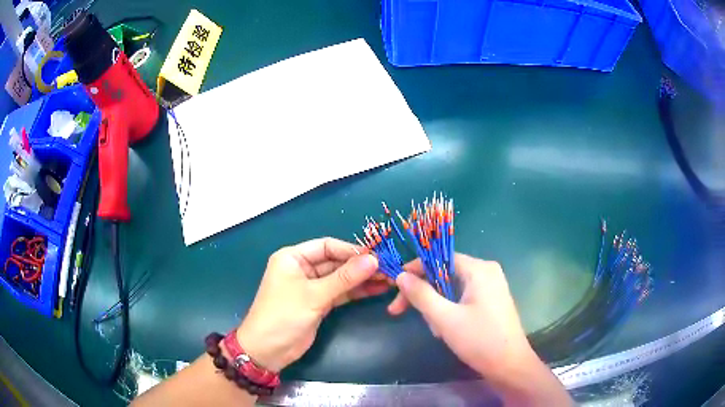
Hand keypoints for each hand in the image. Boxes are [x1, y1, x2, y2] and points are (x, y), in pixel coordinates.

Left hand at [235, 238, 388, 371]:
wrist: (268, 350)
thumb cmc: (284, 315)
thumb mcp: (314, 295)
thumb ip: (344, 278)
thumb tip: (374, 260)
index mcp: (293, 257)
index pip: (327, 246)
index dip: (351, 250)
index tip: (376, 257)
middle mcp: (302, 268)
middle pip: (336, 262)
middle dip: (360, 266)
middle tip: (388, 269)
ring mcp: (311, 287)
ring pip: (340, 278)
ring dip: (362, 279)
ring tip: (388, 280)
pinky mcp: (318, 303)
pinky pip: (340, 293)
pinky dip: (356, 292)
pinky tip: (376, 290)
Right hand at [388, 254, 536, 382]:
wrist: (509, 365)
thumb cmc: (479, 340)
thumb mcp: (444, 318)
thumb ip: (421, 295)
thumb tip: (400, 276)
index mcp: (479, 269)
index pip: (439, 258)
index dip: (414, 270)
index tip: (394, 287)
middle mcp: (486, 272)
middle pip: (444, 274)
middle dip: (423, 295)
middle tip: (398, 312)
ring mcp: (491, 287)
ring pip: (451, 289)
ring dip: (436, 307)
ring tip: (435, 330)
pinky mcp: (491, 301)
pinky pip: (462, 298)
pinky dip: (449, 311)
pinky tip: (445, 330)